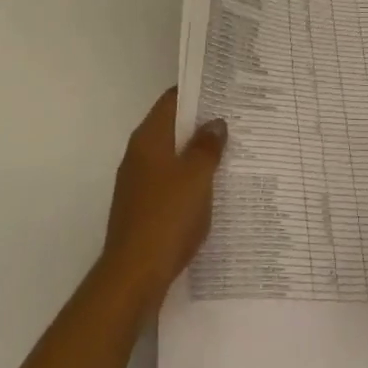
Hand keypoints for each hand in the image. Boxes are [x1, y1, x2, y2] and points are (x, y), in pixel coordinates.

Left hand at [97, 88, 225, 317]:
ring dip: (196, 155)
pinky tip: (211, 191)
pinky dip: (189, 181)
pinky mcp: (141, 209)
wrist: (132, 278)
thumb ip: (207, 146)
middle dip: (201, 125)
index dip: (197, 92)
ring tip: (230, 153)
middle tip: (235, 121)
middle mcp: (139, 154)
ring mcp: (137, 184)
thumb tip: (215, 123)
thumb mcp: (196, 176)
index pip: (172, 100)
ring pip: (172, 157)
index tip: (224, 90)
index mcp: (149, 138)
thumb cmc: (166, 217)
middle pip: (172, 127)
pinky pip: (169, 183)